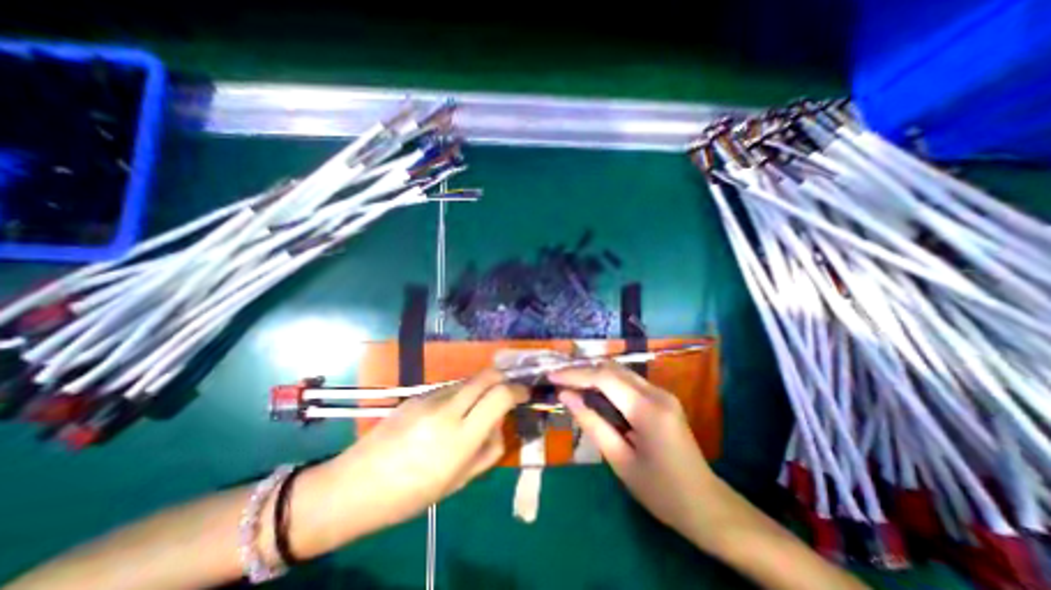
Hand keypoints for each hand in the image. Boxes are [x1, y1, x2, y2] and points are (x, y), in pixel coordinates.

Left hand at [311, 371, 525, 544]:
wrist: (354, 486)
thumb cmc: (410, 495)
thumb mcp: (458, 482)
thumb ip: (488, 451)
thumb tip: (499, 426)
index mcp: (460, 437)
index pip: (500, 396)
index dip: (517, 390)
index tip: (524, 394)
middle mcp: (447, 409)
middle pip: (487, 375)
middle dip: (503, 378)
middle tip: (507, 392)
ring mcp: (430, 398)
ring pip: (469, 380)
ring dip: (481, 388)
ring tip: (476, 409)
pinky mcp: (417, 394)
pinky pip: (450, 387)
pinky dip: (461, 394)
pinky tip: (451, 414)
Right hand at [551, 364, 724, 544]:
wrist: (708, 506)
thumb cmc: (661, 492)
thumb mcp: (620, 461)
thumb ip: (592, 423)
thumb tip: (566, 396)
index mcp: (647, 409)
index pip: (604, 378)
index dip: (575, 374)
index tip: (551, 376)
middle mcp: (656, 392)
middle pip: (612, 368)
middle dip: (583, 371)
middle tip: (558, 379)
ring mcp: (662, 393)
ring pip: (620, 371)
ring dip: (594, 374)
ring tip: (570, 384)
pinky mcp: (662, 398)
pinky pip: (628, 381)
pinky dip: (607, 383)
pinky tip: (594, 392)